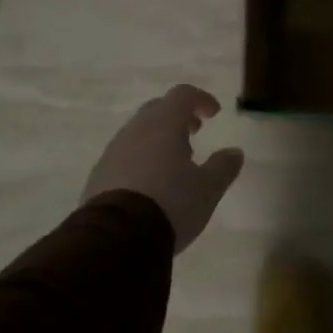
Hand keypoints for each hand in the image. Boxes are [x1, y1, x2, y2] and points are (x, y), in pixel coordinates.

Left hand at [82, 85, 244, 251]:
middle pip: (157, 110)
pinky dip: (140, 160)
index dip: (201, 99)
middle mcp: (134, 131)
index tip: (214, 114)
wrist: (117, 237)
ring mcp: (112, 152)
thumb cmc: (171, 203)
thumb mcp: (208, 188)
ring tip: (174, 164)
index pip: (182, 95)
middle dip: (177, 117)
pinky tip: (150, 186)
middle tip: (194, 133)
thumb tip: (234, 152)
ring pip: (137, 134)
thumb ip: (223, 167)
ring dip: (158, 140)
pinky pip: (123, 157)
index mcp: (163, 124)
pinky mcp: (98, 176)